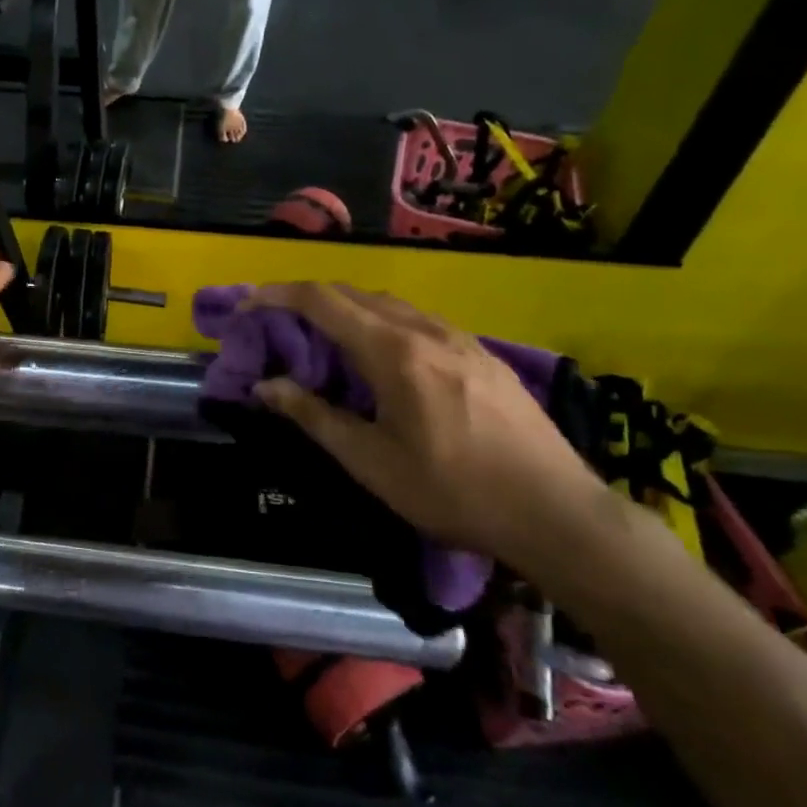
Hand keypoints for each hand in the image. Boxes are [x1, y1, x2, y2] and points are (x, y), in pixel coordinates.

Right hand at [247, 284, 604, 572]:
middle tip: (279, 324)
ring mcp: (460, 338)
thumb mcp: (371, 462)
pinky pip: (418, 320)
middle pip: (354, 293)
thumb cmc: (453, 491)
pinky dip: (382, 323)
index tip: (248, 305)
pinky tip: (384, 358)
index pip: (322, 300)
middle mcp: (425, 330)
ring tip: (325, 340)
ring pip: (389, 304)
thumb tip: (265, 386)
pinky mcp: (482, 353)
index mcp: (393, 351)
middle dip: (308, 299)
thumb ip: (313, 416)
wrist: (558, 513)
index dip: (278, 294)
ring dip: (347, 309)